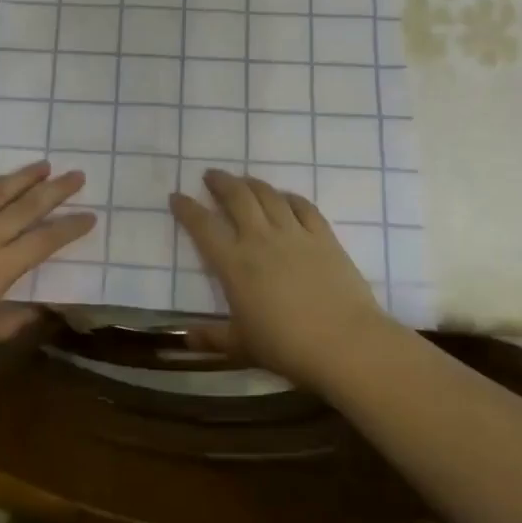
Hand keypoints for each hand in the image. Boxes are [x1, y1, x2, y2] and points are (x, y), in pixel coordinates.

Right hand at [169, 169, 390, 389]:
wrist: (344, 343)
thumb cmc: (286, 347)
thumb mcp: (241, 346)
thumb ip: (211, 337)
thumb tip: (184, 339)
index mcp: (234, 264)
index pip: (203, 227)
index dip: (187, 209)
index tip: (176, 196)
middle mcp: (260, 239)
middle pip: (237, 198)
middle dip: (220, 182)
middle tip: (211, 175)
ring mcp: (294, 234)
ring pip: (268, 195)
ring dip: (252, 183)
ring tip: (243, 180)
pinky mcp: (323, 237)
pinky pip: (303, 207)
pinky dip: (290, 197)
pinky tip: (285, 197)